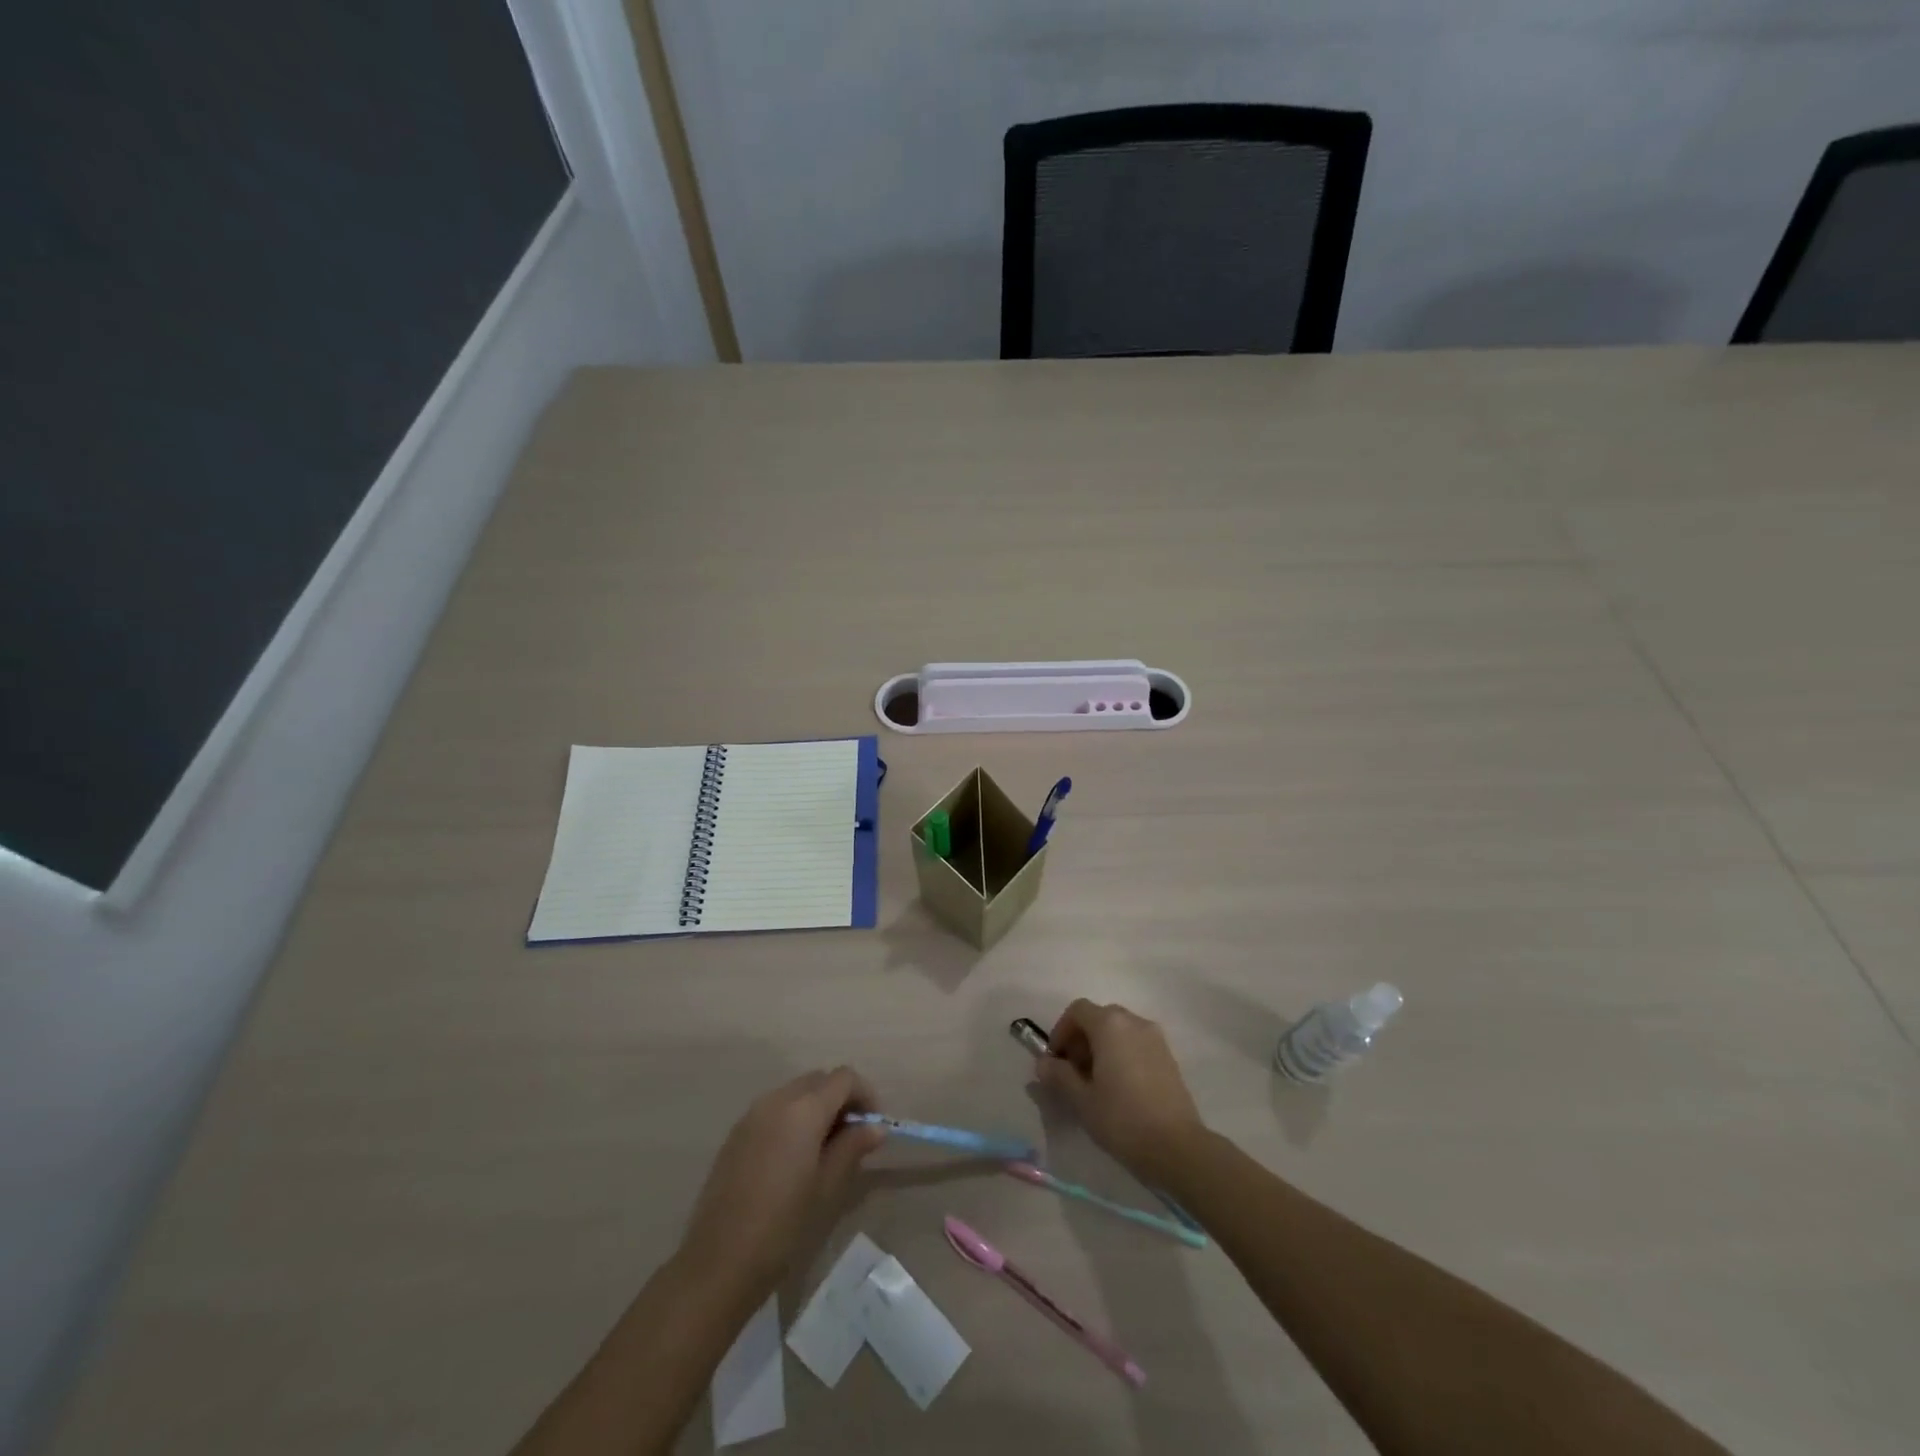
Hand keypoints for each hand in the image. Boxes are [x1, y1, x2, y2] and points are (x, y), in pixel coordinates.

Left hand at [676, 1068, 885, 1297]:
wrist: (718, 1261)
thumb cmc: (782, 1225)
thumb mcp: (827, 1186)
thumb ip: (852, 1147)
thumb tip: (875, 1127)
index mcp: (804, 1109)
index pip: (844, 1078)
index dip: (865, 1095)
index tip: (873, 1126)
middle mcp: (777, 1099)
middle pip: (819, 1080)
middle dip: (841, 1098)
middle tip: (852, 1136)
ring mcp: (752, 1114)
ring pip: (796, 1092)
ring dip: (816, 1107)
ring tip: (825, 1148)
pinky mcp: (737, 1133)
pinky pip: (774, 1109)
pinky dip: (793, 1118)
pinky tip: (794, 1157)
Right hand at [1034, 1001, 1204, 1182]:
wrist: (1177, 1147)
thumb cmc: (1122, 1119)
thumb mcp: (1081, 1100)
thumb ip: (1059, 1075)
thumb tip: (1044, 1063)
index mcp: (1110, 1024)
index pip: (1077, 1011)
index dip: (1060, 1031)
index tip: (1055, 1061)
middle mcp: (1134, 1021)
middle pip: (1099, 1018)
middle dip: (1081, 1040)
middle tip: (1073, 1073)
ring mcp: (1155, 1037)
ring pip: (1119, 1030)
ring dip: (1101, 1047)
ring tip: (1095, 1083)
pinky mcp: (1169, 1056)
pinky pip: (1136, 1043)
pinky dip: (1121, 1054)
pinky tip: (1119, 1088)